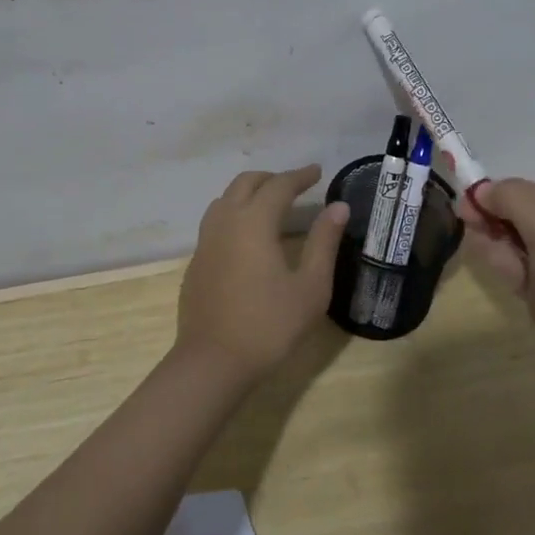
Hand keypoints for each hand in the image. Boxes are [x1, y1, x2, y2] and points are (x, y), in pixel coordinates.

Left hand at [177, 165, 349, 386]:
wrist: (212, 363)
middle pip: (245, 183)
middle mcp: (225, 222)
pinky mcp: (195, 263)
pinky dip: (234, 214)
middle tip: (295, 186)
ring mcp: (205, 242)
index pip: (279, 185)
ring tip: (270, 205)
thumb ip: (324, 242)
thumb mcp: (310, 287)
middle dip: (271, 178)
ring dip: (248, 193)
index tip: (317, 171)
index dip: (300, 176)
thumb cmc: (269, 325)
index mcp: (254, 222)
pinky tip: (247, 238)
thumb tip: (338, 207)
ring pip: (224, 200)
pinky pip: (215, 222)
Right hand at [458, 174, 534, 407]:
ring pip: (534, 241)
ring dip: (500, 234)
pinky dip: (507, 259)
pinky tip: (481, 251)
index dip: (531, 191)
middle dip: (507, 212)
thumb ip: (519, 202)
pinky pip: (532, 267)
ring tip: (469, 229)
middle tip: (466, 212)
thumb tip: (484, 189)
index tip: (497, 207)